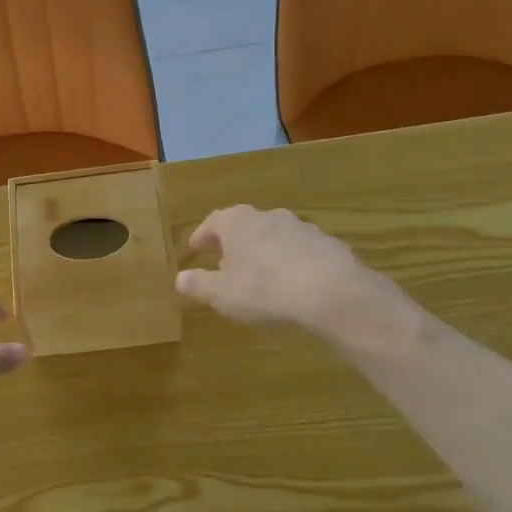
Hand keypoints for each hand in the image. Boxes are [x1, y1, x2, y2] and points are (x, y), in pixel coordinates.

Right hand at [176, 205, 419, 347]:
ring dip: (263, 253)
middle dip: (233, 245)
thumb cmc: (265, 289)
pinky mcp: (328, 245)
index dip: (201, 237)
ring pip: (274, 237)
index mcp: (238, 222)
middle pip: (244, 226)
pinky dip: (290, 263)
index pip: (213, 222)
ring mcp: (302, 228)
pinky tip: (291, 285)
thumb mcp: (222, 294)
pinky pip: (300, 252)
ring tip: (259, 277)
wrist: (332, 292)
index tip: (194, 250)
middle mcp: (269, 216)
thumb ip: (199, 285)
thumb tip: (179, 278)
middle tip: (224, 265)